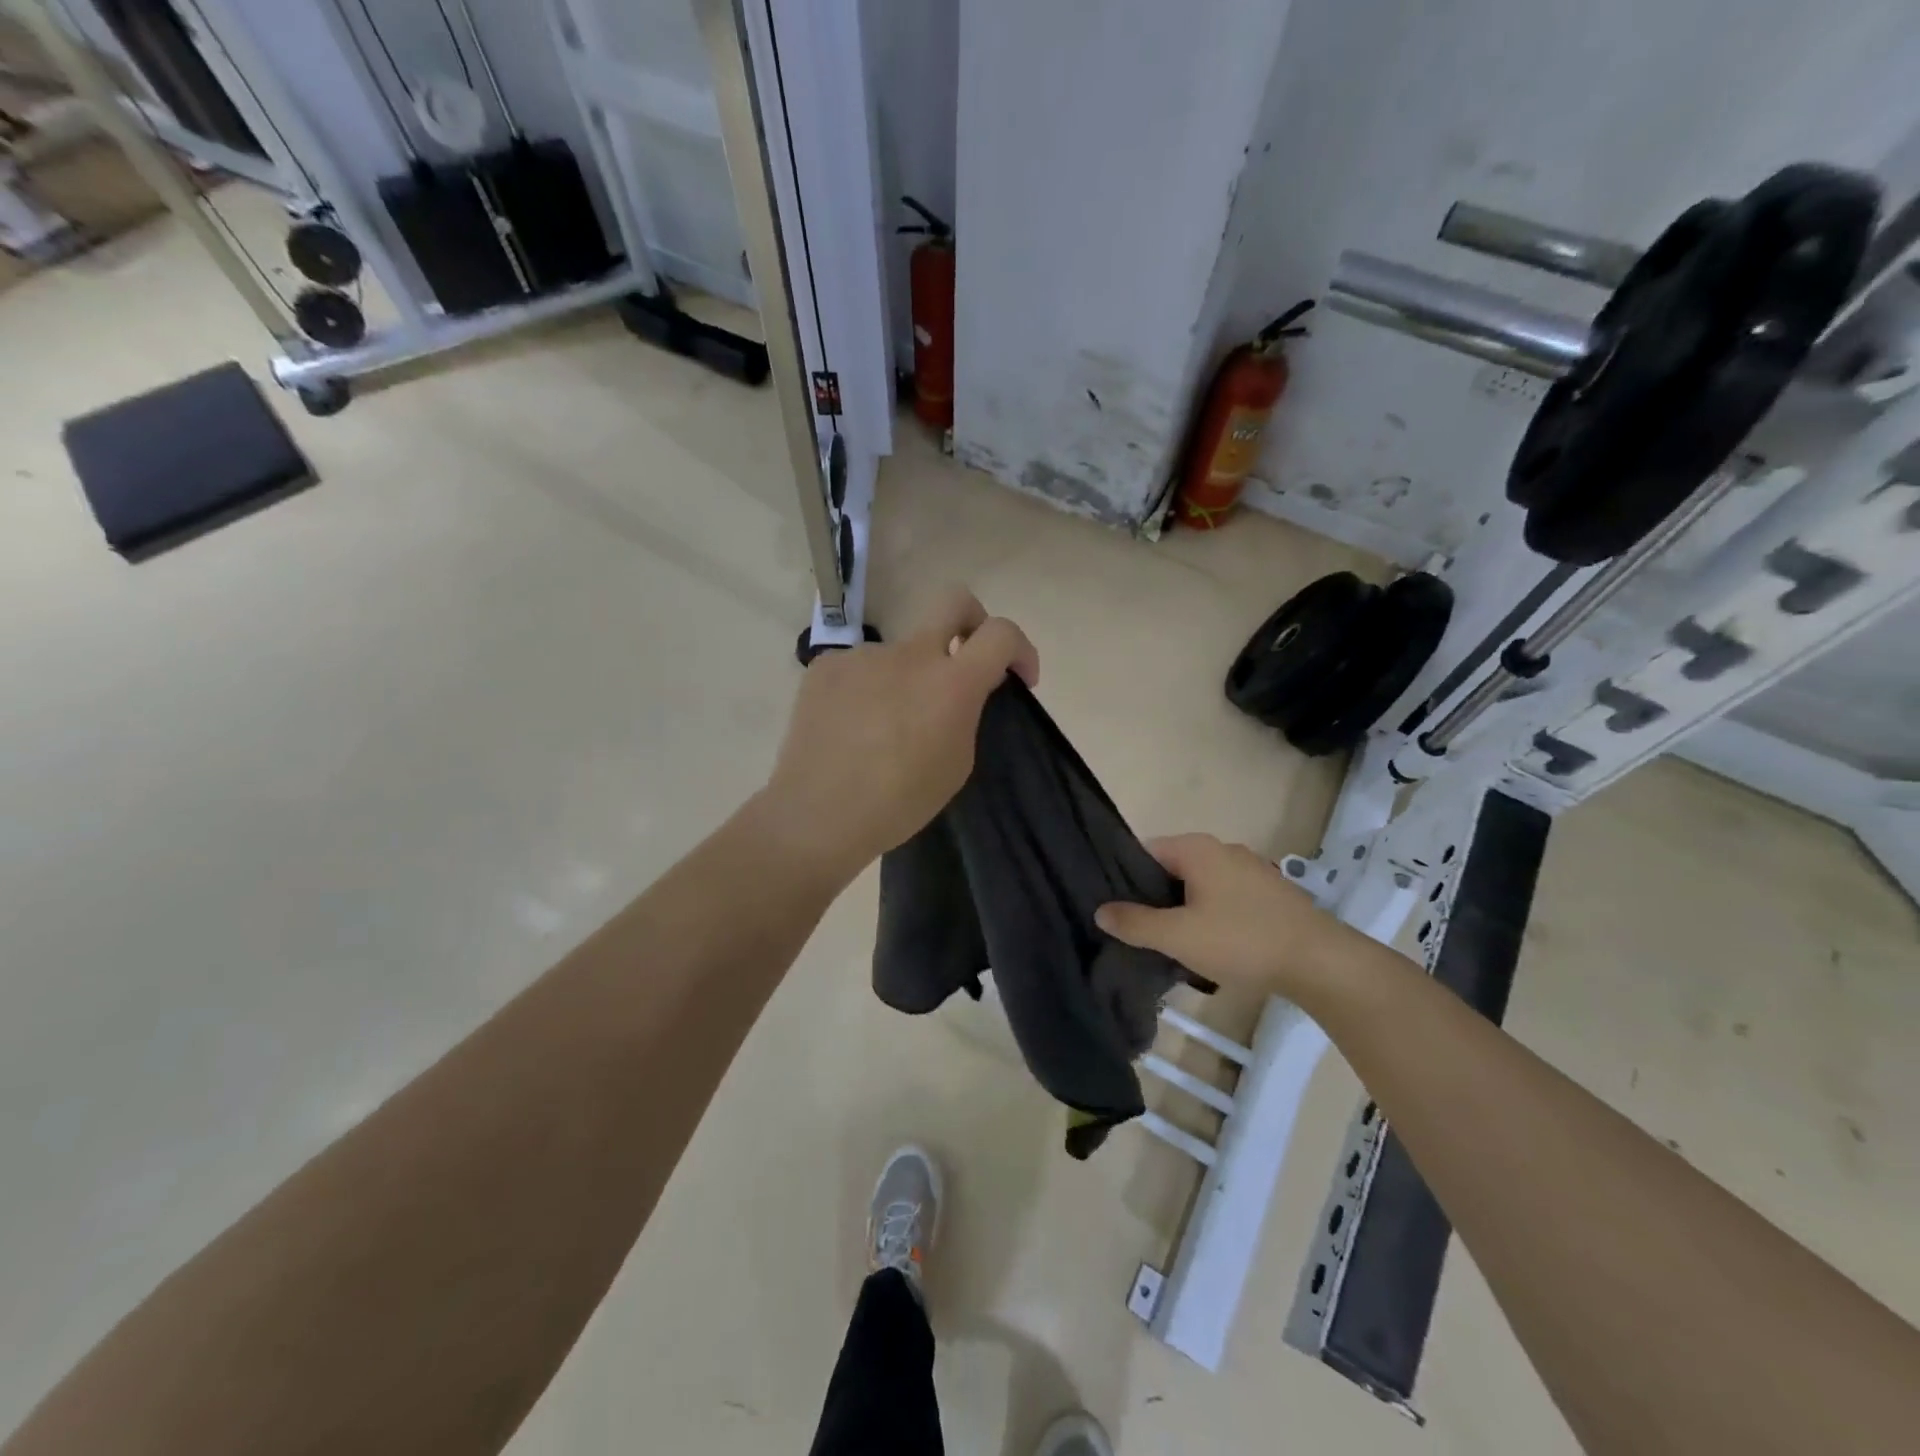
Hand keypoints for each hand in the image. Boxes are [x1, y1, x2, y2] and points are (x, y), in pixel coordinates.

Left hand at [759, 588, 1037, 881]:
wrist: (818, 814)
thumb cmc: (899, 802)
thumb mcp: (956, 763)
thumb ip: (966, 713)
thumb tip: (960, 691)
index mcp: (951, 683)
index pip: (1001, 633)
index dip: (1020, 648)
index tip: (1018, 677)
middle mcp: (910, 654)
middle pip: (953, 600)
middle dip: (972, 619)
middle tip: (966, 656)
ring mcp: (863, 655)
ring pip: (900, 653)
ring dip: (906, 677)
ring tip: (885, 725)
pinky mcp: (826, 665)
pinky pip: (861, 668)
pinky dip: (867, 689)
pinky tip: (853, 726)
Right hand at [1095, 834, 1352, 1002]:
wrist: (1320, 963)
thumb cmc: (1242, 941)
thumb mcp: (1178, 936)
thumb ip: (1135, 923)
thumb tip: (1101, 911)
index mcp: (1197, 848)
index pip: (1145, 851)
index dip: (1125, 879)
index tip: (1116, 910)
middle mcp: (1223, 849)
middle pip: (1172, 868)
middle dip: (1155, 898)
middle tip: (1142, 932)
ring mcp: (1251, 869)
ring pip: (1200, 885)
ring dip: (1184, 910)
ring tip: (1175, 944)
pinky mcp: (1270, 893)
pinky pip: (1226, 897)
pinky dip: (1213, 915)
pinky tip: (1214, 946)